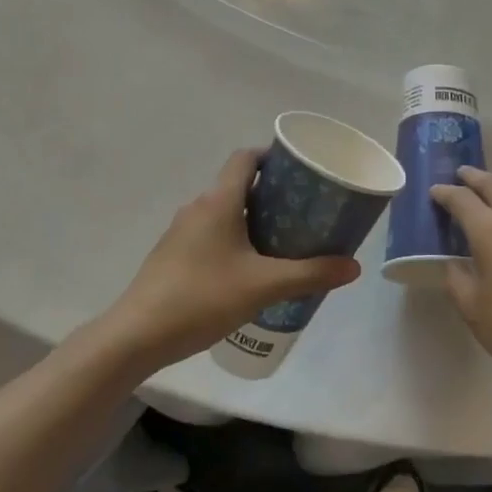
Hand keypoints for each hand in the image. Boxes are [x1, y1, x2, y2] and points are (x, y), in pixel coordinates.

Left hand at [105, 149, 361, 368]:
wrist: (138, 334)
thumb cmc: (202, 298)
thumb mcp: (264, 287)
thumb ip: (310, 274)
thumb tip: (353, 266)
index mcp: (219, 201)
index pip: (245, 158)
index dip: (272, 156)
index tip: (299, 170)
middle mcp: (198, 207)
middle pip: (237, 185)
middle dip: (271, 194)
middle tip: (303, 211)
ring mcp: (181, 232)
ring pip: (224, 212)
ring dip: (252, 219)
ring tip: (282, 242)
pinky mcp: (172, 255)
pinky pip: (210, 234)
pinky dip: (233, 239)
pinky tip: (248, 270)